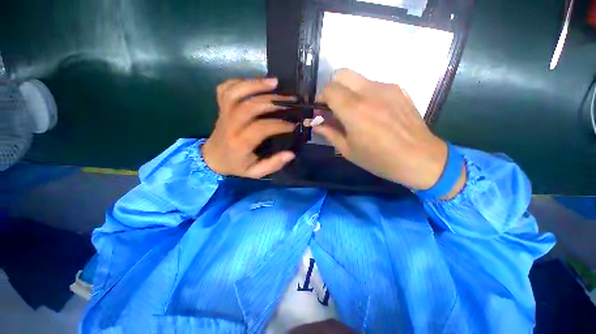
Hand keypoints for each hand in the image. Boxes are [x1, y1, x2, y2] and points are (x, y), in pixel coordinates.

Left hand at [202, 78, 295, 177]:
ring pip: (236, 92)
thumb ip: (272, 165)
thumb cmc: (236, 165)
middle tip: (291, 101)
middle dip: (273, 101)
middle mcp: (231, 124)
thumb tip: (291, 154)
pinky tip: (255, 82)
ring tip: (275, 82)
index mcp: (240, 142)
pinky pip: (226, 88)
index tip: (294, 124)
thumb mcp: (255, 172)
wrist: (212, 158)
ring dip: (256, 84)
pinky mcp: (220, 107)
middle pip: (250, 106)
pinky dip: (240, 81)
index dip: (279, 124)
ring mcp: (223, 113)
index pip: (261, 128)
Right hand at [315, 70, 464, 195]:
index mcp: (353, 110)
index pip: (329, 89)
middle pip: (342, 74)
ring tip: (355, 112)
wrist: (419, 158)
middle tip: (335, 106)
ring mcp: (387, 88)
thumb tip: (317, 126)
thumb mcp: (348, 150)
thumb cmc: (379, 159)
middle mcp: (369, 92)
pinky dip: (366, 94)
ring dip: (350, 91)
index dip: (321, 98)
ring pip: (359, 79)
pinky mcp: (399, 90)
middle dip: (333, 88)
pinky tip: (373, 112)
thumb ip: (330, 134)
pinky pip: (375, 85)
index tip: (321, 110)